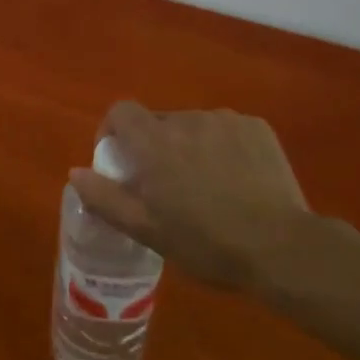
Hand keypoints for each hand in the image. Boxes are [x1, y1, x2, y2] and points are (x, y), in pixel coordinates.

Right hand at [68, 102, 312, 293]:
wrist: (282, 248)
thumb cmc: (206, 242)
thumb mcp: (147, 230)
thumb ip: (105, 198)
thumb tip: (76, 172)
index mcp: (154, 141)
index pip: (121, 111)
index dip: (114, 131)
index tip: (120, 161)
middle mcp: (187, 120)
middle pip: (158, 121)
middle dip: (155, 146)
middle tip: (167, 186)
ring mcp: (225, 120)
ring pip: (194, 127)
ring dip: (190, 146)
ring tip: (207, 186)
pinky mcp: (257, 128)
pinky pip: (226, 130)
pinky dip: (222, 147)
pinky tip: (237, 180)